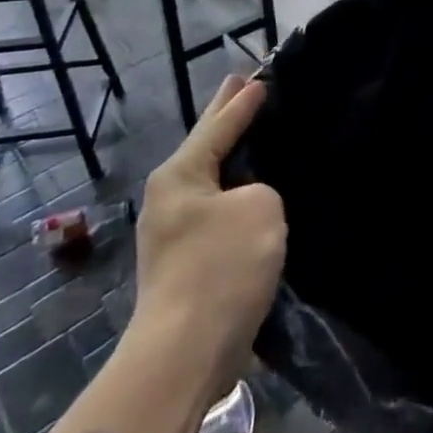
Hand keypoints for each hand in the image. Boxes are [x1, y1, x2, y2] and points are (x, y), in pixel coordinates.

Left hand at [128, 74, 286, 399]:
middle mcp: (170, 197)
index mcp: (180, 174)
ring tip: (255, 134)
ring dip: (234, 158)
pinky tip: (254, 192)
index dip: (243, 100)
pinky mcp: (186, 263)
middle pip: (206, 145)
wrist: (183, 355)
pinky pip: (217, 211)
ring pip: (212, 180)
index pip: (219, 124)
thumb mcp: (260, 208)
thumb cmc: (221, 268)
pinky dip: (236, 193)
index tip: (262, 76)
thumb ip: (262, 189)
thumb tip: (249, 203)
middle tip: (241, 83)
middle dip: (226, 117)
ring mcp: (174, 232)